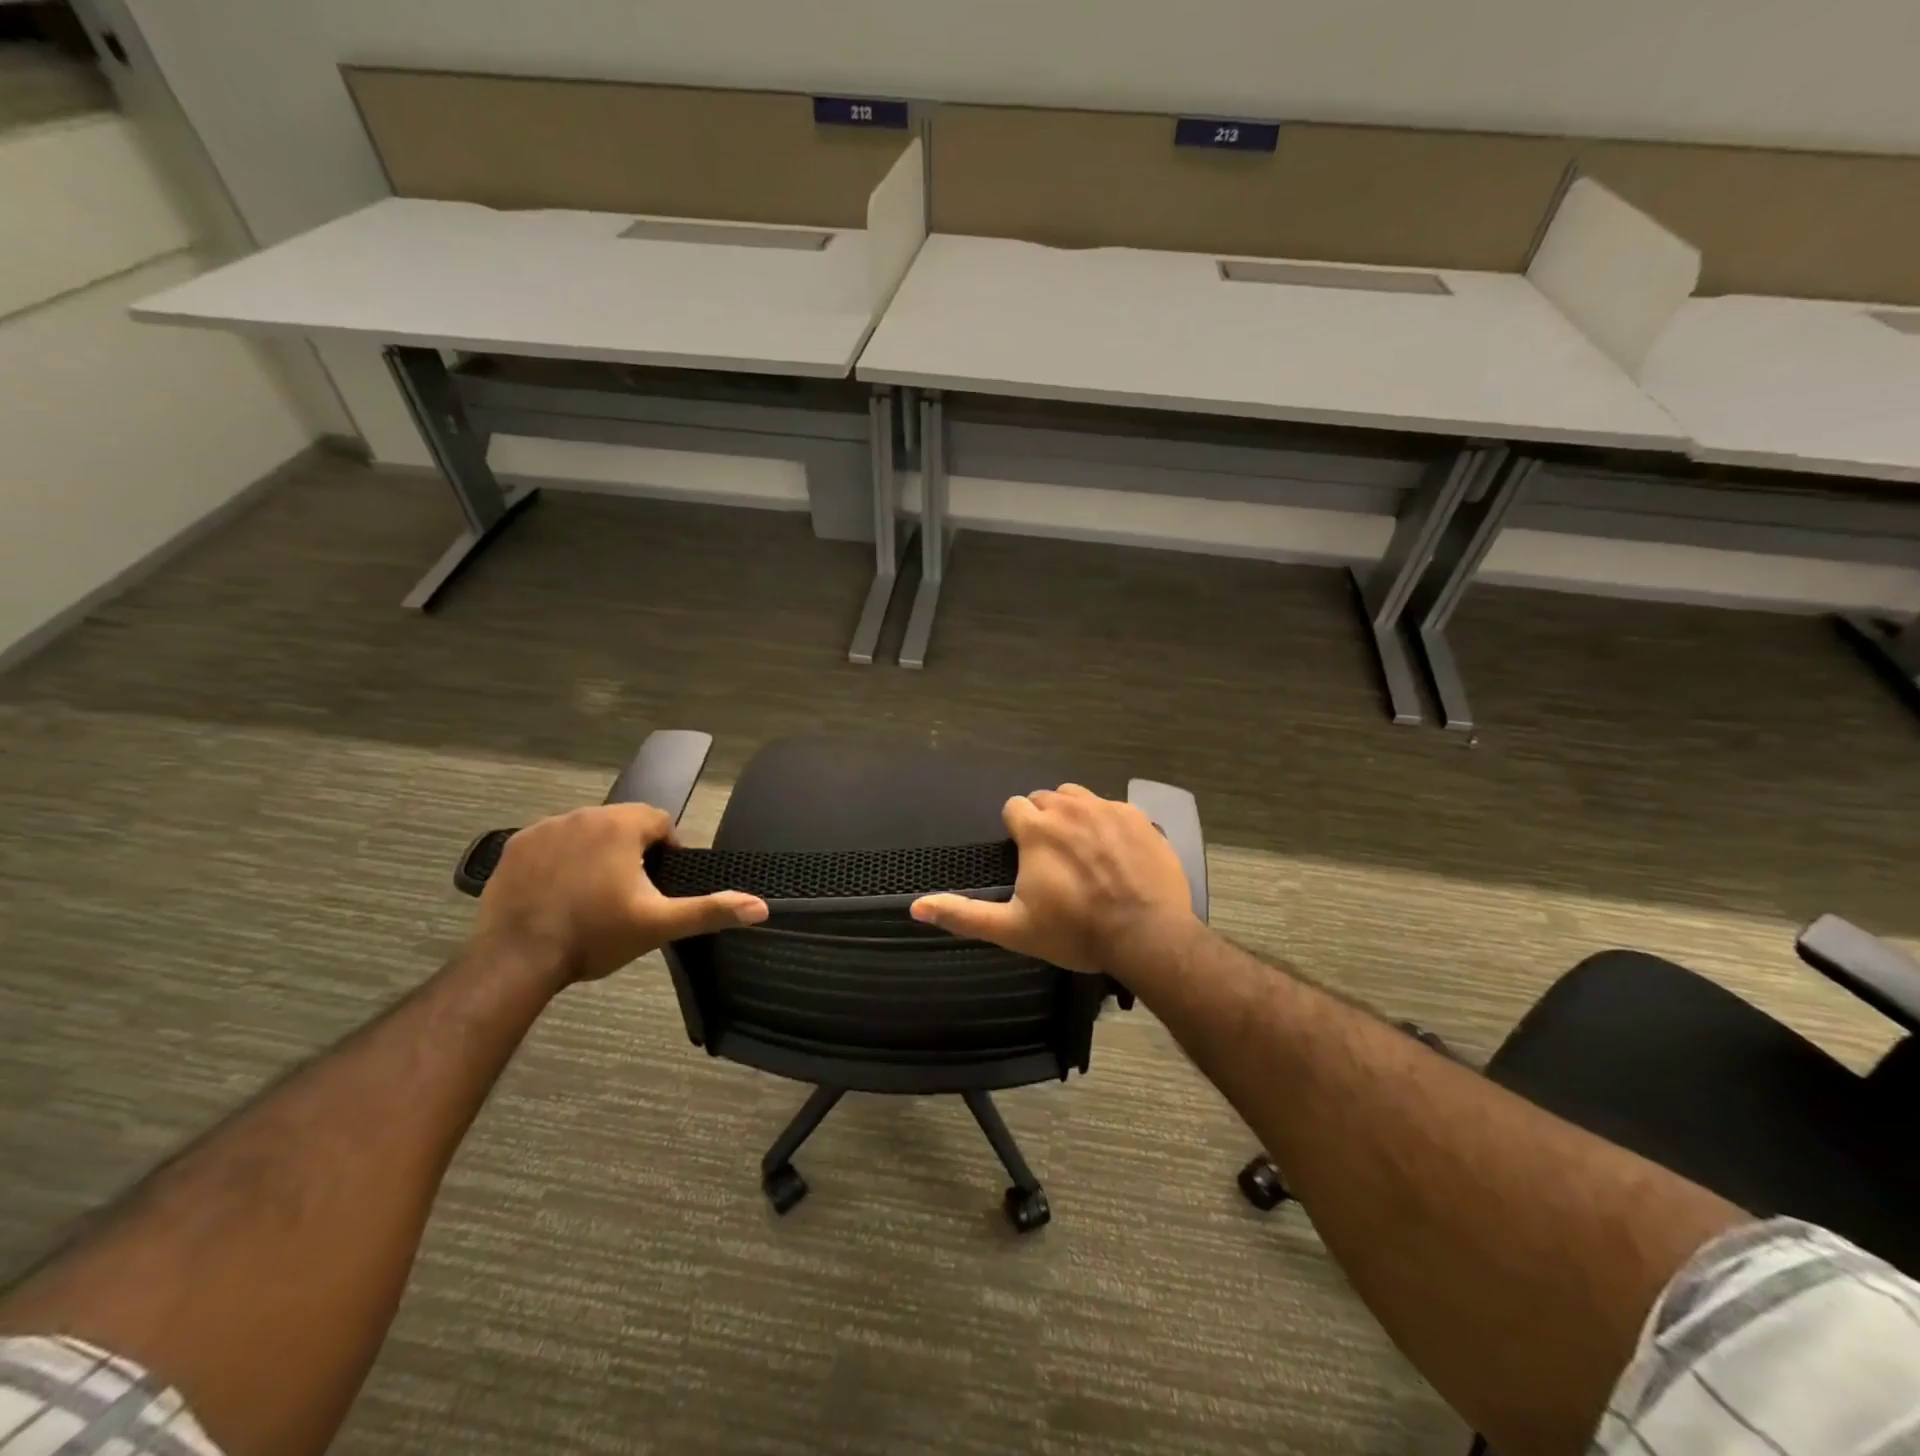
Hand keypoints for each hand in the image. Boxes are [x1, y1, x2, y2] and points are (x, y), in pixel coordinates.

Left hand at [473, 804, 766, 984]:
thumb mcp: (659, 924)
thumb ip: (711, 910)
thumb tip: (761, 907)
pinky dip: (559, 859)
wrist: (517, 960)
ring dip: (595, 852)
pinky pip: (550, 842)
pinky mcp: (515, 847)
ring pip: (586, 831)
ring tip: (592, 894)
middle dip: (630, 850)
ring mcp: (544, 828)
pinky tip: (558, 893)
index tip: (658, 883)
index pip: (659, 821)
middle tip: (627, 893)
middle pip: (622, 823)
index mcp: (622, 825)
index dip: (666, 849)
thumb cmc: (596, 936)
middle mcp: (584, 814)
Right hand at [911, 784, 1196, 975]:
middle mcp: (1070, 808)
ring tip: (1082, 849)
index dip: (1016, 831)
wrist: (1147, 935)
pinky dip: (1108, 823)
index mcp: (1037, 830)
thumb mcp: (1014, 929)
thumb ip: (964, 915)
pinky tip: (1116, 853)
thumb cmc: (1076, 932)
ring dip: (1074, 814)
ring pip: (1079, 796)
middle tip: (1053, 858)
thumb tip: (915, 907)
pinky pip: (1113, 807)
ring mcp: (1108, 809)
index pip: (1014, 807)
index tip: (1025, 856)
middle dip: (1044, 820)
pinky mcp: (1138, 817)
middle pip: (1046, 799)